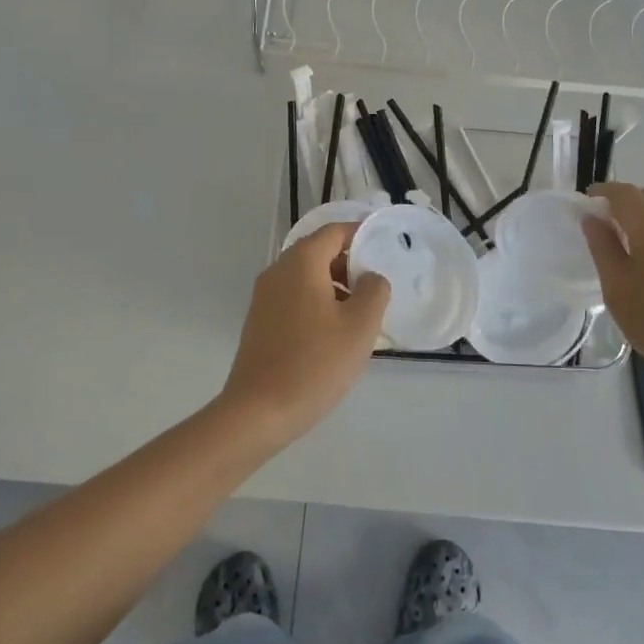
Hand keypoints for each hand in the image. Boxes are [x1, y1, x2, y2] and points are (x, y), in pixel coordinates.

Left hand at [220, 222, 390, 449]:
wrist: (258, 412)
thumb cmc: (314, 363)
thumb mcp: (360, 326)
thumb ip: (374, 291)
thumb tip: (371, 277)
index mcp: (301, 262)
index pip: (335, 232)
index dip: (362, 235)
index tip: (386, 249)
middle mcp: (278, 271)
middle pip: (319, 252)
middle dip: (350, 264)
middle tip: (377, 288)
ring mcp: (264, 297)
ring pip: (307, 277)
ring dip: (336, 287)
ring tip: (361, 315)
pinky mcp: (260, 321)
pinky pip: (295, 298)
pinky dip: (318, 304)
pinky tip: (334, 335)